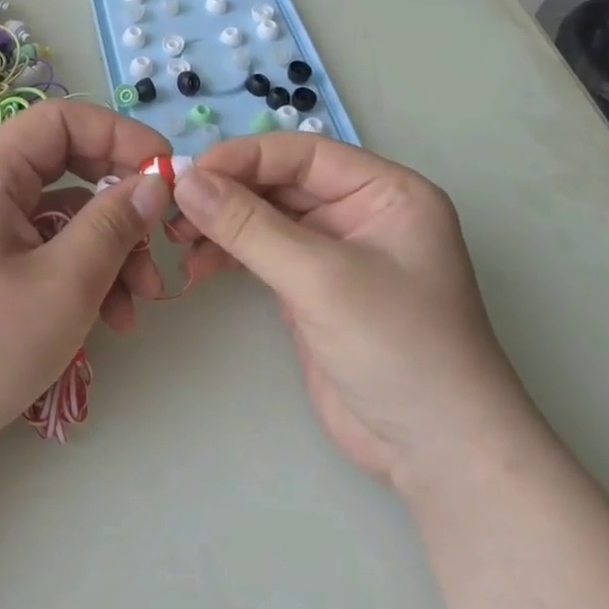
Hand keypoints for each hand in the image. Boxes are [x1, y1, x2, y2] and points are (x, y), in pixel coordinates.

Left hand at [0, 100, 173, 471]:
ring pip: (63, 219)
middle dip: (121, 206)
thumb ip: (114, 225)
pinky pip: (45, 254)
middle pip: (68, 170)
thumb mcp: (62, 284)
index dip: (121, 136)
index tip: (167, 173)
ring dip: (109, 252)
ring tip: (139, 303)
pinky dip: (81, 277)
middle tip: (161, 244)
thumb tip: (155, 180)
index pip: (64, 120)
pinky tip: (111, 320)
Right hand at [172, 135, 537, 494]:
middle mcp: (360, 212)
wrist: (437, 453)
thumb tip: (186, 180)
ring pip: (265, 217)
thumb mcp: (321, 278)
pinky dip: (228, 254)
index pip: (302, 154)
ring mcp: (334, 252)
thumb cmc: (397, 347)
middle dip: (226, 193)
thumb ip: (249, 226)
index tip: (187, 174)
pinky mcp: (312, 288)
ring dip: (221, 223)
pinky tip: (196, 263)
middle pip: (280, 183)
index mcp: (385, 192)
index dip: (243, 157)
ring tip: (176, 239)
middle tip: (171, 209)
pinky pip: (261, 253)